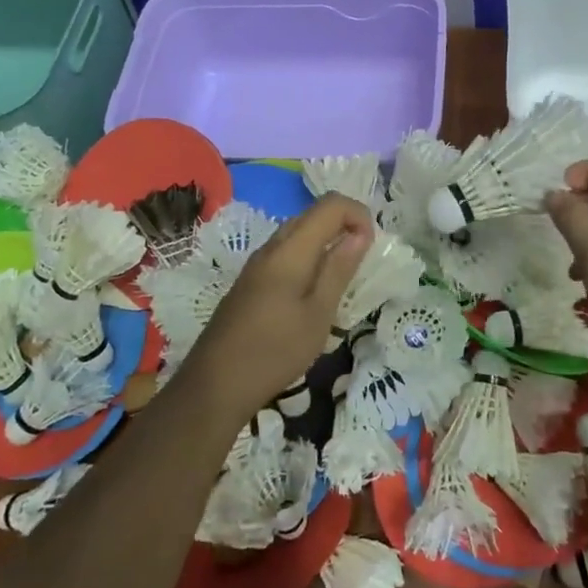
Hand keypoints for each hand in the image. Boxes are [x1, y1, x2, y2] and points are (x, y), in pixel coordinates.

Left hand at [179, 194, 373, 423]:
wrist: (215, 384)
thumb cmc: (275, 350)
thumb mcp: (318, 314)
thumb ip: (339, 269)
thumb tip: (361, 233)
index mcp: (291, 249)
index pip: (331, 204)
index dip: (358, 214)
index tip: (371, 246)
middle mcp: (272, 246)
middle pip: (313, 214)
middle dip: (344, 225)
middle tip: (362, 260)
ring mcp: (257, 263)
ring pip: (298, 232)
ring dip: (326, 241)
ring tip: (342, 276)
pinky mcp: (251, 281)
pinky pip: (286, 252)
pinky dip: (308, 256)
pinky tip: (313, 291)